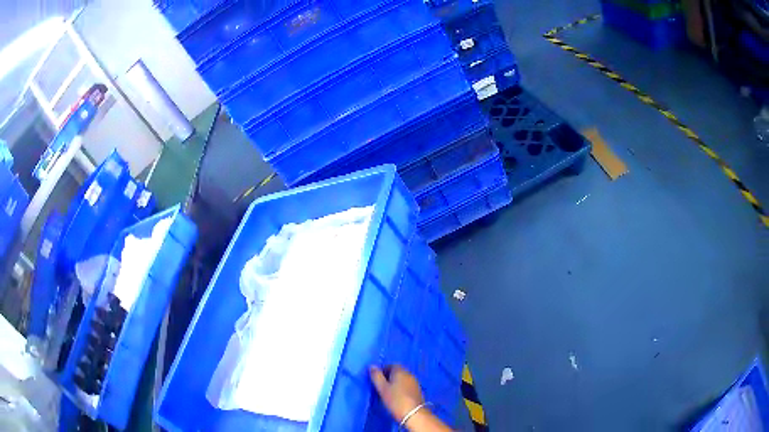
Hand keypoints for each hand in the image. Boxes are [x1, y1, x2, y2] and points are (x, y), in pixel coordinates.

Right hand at [369, 365, 424, 423]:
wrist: (414, 414)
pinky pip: (407, 385)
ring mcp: (415, 382)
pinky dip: (401, 388)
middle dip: (389, 376)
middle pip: (397, 371)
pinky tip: (397, 396)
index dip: (382, 370)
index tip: (376, 379)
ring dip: (395, 382)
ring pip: (403, 379)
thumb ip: (376, 376)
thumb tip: (372, 366)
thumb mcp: (382, 388)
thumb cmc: (396, 400)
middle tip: (380, 386)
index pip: (391, 365)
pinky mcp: (417, 391)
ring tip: (388, 392)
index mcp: (400, 371)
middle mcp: (409, 374)